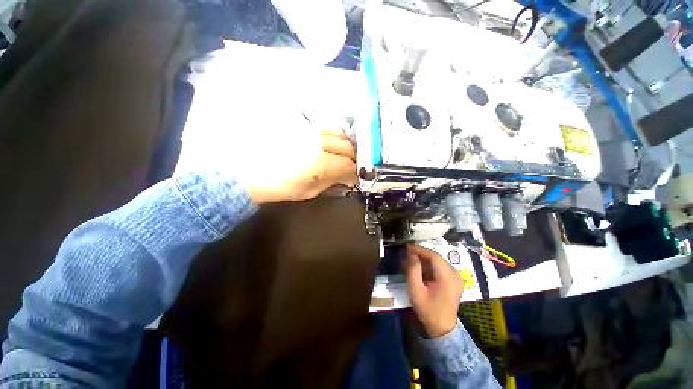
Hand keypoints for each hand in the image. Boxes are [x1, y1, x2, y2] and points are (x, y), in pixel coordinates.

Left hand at [244, 128, 356, 203]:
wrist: (251, 171)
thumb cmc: (280, 186)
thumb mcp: (309, 191)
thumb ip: (332, 182)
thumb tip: (347, 178)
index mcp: (319, 163)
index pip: (348, 165)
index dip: (354, 173)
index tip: (353, 178)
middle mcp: (318, 142)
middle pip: (348, 147)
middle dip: (352, 159)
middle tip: (348, 168)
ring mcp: (310, 130)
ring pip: (340, 133)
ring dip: (345, 145)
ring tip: (341, 154)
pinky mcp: (303, 124)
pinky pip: (327, 126)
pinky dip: (334, 135)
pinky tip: (330, 144)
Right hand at [405, 244, 463, 337]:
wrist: (442, 328)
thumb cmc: (428, 310)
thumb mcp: (416, 290)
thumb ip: (413, 270)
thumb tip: (412, 255)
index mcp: (447, 277)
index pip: (433, 256)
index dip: (419, 249)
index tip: (407, 247)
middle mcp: (455, 274)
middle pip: (436, 257)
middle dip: (421, 254)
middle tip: (407, 254)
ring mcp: (456, 277)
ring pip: (438, 261)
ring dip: (424, 259)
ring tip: (412, 261)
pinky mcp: (454, 280)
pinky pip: (440, 267)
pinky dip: (429, 265)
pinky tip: (420, 269)